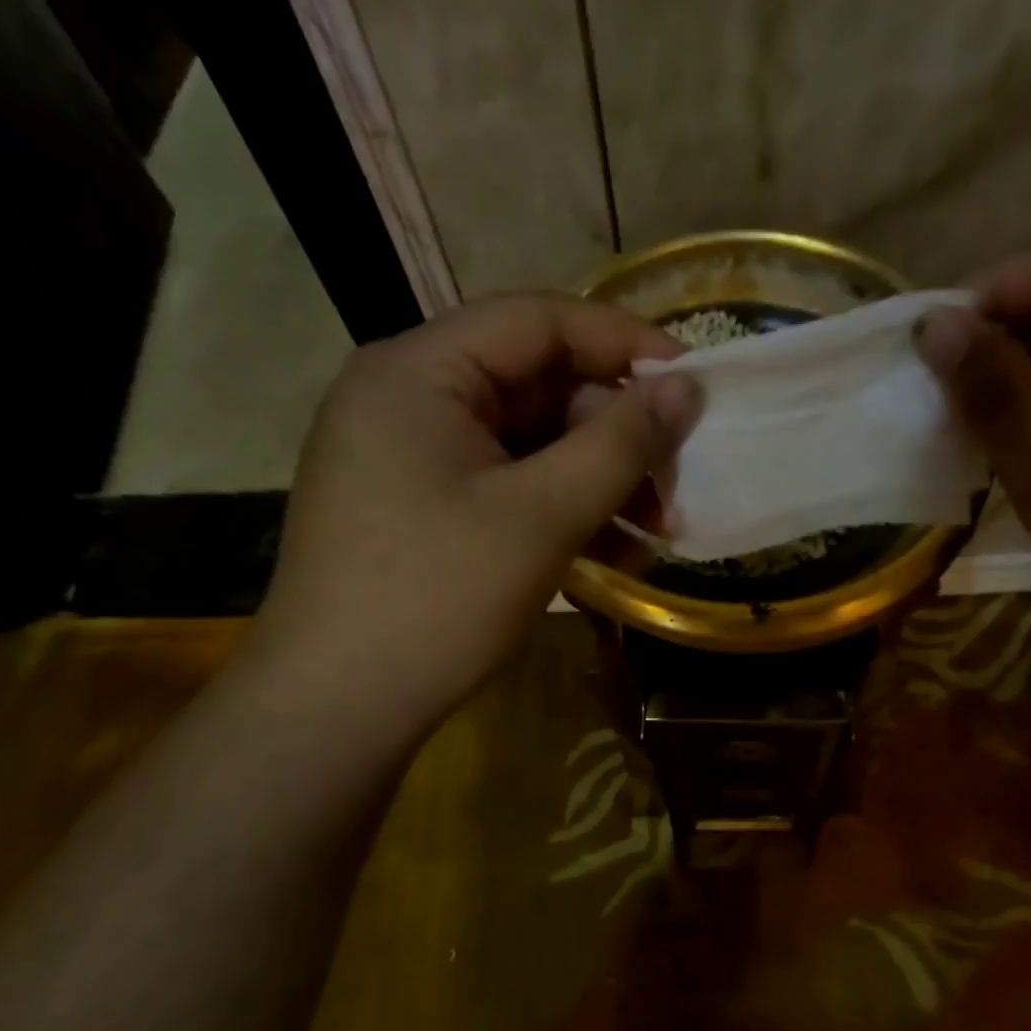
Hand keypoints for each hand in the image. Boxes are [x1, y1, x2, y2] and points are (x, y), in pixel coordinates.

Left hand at [243, 294, 699, 733]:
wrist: (338, 709)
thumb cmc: (437, 599)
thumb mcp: (542, 515)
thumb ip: (620, 443)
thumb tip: (687, 387)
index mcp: (418, 372)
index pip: (537, 321)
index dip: (623, 343)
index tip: (692, 382)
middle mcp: (408, 399)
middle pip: (537, 386)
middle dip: (616, 434)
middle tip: (677, 482)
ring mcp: (411, 458)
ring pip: (528, 444)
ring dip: (599, 480)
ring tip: (660, 530)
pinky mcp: (422, 509)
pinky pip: (506, 487)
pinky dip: (561, 511)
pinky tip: (615, 553)